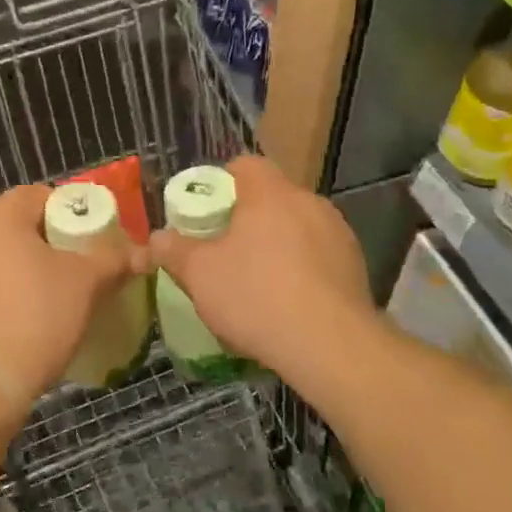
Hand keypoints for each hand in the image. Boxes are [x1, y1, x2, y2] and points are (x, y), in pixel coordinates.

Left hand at [0, 184, 143, 413]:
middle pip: (14, 224)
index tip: (90, 241)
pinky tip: (15, 317)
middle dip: (45, 242)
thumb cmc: (36, 318)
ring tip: (46, 296)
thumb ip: (114, 259)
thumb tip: (142, 253)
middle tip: (73, 269)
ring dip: (18, 266)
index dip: (71, 214)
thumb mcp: (85, 284)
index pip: (40, 196)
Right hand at [149, 155, 376, 381]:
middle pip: (271, 197)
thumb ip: (174, 250)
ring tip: (257, 282)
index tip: (205, 213)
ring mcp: (338, 233)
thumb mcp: (199, 275)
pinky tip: (288, 302)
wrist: (331, 346)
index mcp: (271, 193)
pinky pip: (318, 256)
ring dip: (276, 245)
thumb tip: (157, 238)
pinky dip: (301, 269)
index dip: (220, 183)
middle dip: (247, 219)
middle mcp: (309, 202)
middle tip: (224, 251)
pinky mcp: (355, 265)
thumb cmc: (256, 297)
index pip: (244, 165)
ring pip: (296, 227)